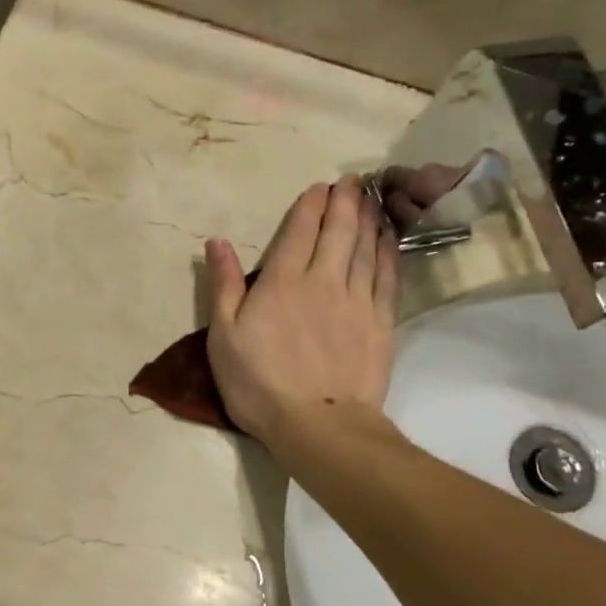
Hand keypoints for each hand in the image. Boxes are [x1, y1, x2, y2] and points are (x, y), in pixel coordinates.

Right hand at [205, 176, 400, 449]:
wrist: (318, 424)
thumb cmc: (258, 383)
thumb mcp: (223, 336)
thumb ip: (223, 286)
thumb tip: (217, 242)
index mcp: (282, 282)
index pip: (298, 232)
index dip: (310, 206)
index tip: (320, 187)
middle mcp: (323, 281)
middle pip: (338, 232)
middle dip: (345, 202)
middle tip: (352, 181)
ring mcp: (356, 301)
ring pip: (365, 248)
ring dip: (368, 219)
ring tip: (372, 199)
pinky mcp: (380, 323)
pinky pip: (387, 277)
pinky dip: (388, 253)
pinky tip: (388, 239)